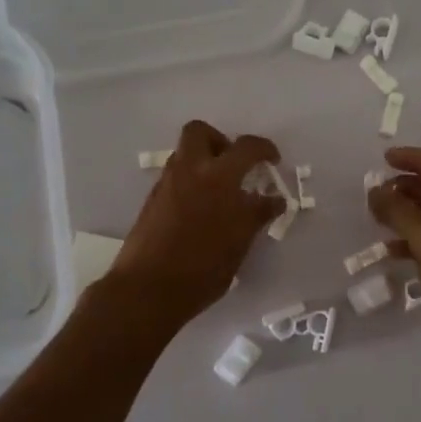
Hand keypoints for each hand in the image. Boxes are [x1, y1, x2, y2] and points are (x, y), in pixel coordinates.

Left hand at [104, 120, 283, 326]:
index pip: (248, 148)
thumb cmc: (202, 269)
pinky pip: (176, 176)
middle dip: (221, 141)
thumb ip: (256, 215)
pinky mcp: (153, 200)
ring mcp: (167, 184)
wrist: (148, 289)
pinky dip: (191, 182)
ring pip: (185, 154)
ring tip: (220, 192)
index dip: (265, 150)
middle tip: (235, 166)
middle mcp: (190, 171)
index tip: (273, 161)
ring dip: (204, 162)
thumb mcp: (239, 243)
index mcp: (219, 177)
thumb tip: (273, 200)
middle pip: (201, 132)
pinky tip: (201, 211)